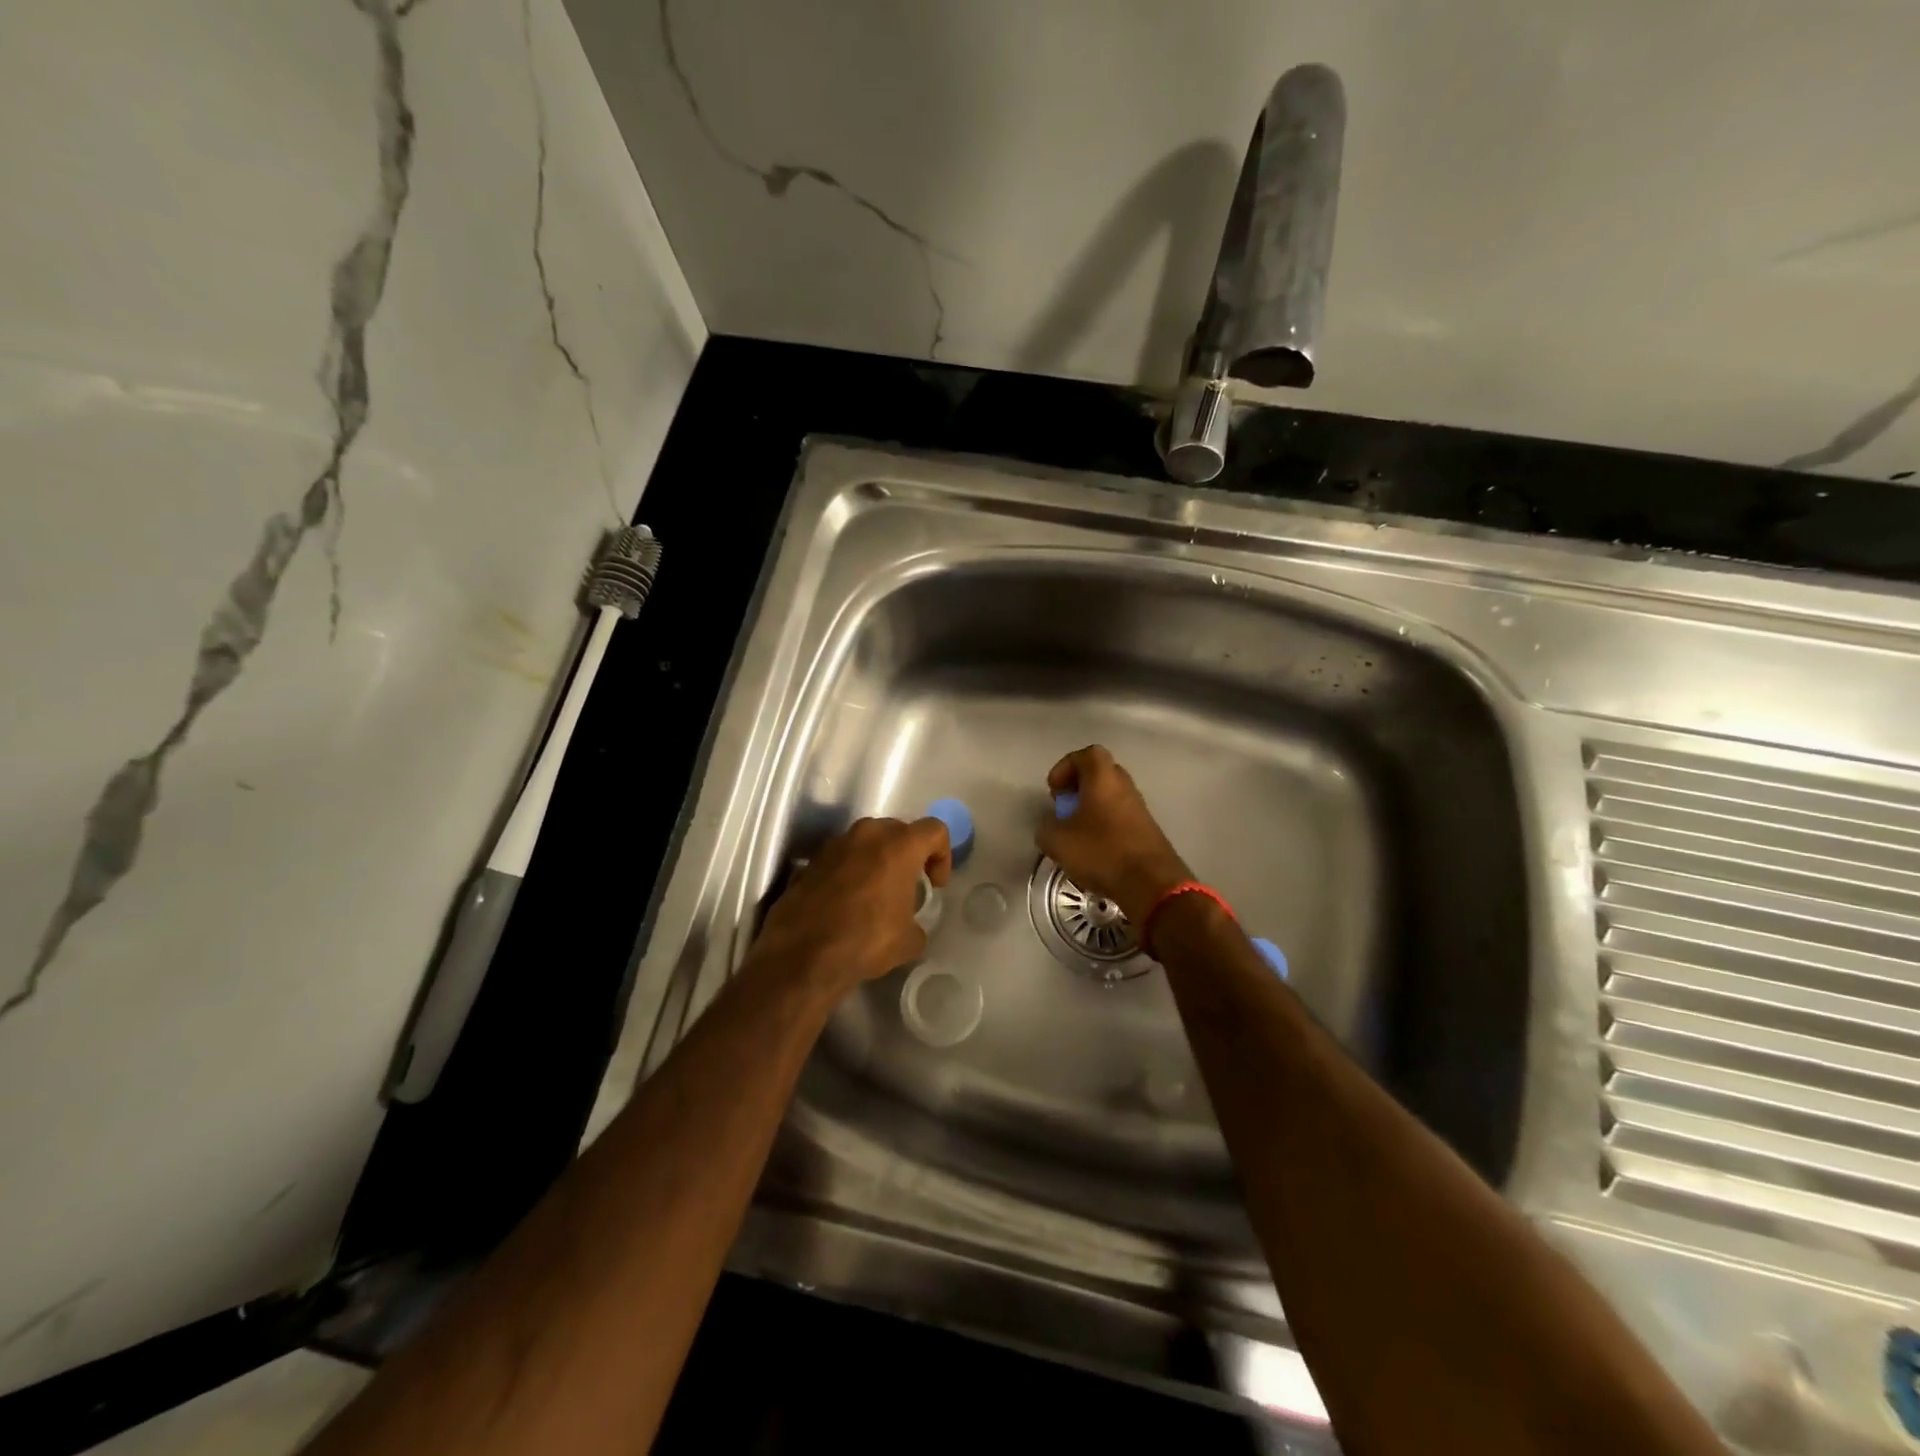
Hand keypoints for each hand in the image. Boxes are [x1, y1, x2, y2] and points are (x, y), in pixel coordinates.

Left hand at [749, 816, 951, 997]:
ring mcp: (834, 845)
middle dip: (907, 853)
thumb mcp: (908, 941)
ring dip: (875, 860)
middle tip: (908, 884)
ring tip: (875, 893)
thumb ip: (916, 924)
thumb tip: (909, 927)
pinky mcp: (809, 861)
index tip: (935, 884)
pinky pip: (839, 859)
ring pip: (865, 842)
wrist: (802, 955)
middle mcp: (866, 834)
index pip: (935, 830)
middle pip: (898, 830)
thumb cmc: (866, 941)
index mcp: (899, 846)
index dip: (942, 855)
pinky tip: (844, 903)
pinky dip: (848, 873)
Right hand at [1035, 746, 1192, 924]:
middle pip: (1100, 773)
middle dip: (1078, 787)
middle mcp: (1124, 786)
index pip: (1086, 754)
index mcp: (1103, 778)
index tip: (1054, 790)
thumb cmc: (1101, 851)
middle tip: (1064, 808)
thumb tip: (1050, 826)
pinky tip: (1094, 849)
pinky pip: (1120, 816)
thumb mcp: (1058, 841)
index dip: (1065, 767)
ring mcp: (1139, 808)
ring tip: (1076, 832)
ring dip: (1091, 808)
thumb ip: (1046, 828)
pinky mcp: (1147, 830)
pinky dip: (1104, 825)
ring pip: (1110, 796)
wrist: (1151, 883)